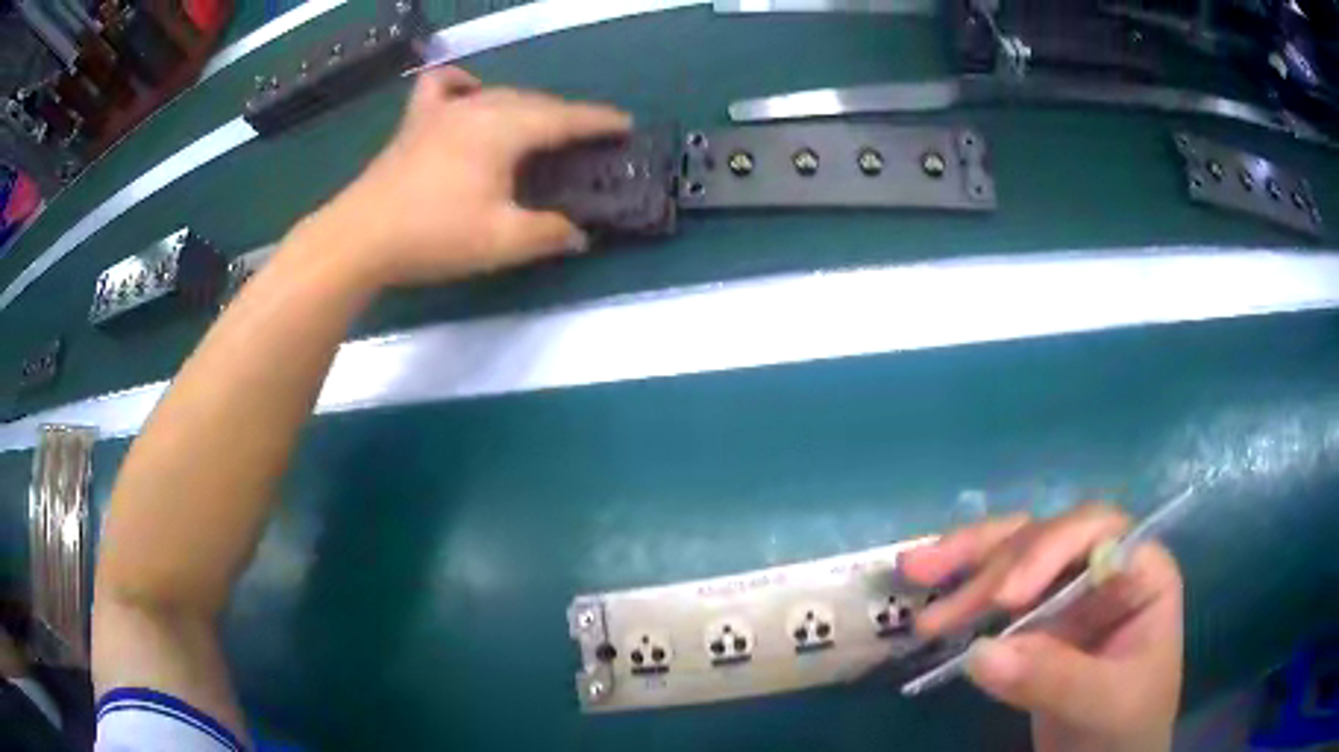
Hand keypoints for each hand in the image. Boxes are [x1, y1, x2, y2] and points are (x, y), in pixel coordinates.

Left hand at [306, 67, 630, 287]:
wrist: (359, 237)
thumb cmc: (433, 236)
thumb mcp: (501, 242)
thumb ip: (548, 234)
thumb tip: (580, 235)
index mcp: (504, 129)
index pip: (563, 118)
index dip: (598, 121)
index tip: (625, 124)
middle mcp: (478, 108)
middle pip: (534, 102)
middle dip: (566, 115)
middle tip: (587, 136)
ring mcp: (442, 111)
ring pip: (498, 93)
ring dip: (527, 105)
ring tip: (539, 124)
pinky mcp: (415, 122)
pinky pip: (444, 87)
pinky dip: (464, 85)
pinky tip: (470, 94)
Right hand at [901, 504, 1183, 751]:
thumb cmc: (1129, 726)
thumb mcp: (1104, 704)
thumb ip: (1053, 678)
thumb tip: (978, 653)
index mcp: (1141, 573)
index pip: (1098, 533)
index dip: (1050, 550)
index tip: (1004, 599)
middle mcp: (1103, 569)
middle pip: (1046, 539)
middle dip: (992, 568)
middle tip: (939, 613)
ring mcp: (1067, 593)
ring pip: (1015, 555)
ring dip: (966, 566)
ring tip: (914, 576)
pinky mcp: (1036, 621)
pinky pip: (997, 594)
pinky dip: (962, 590)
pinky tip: (927, 592)